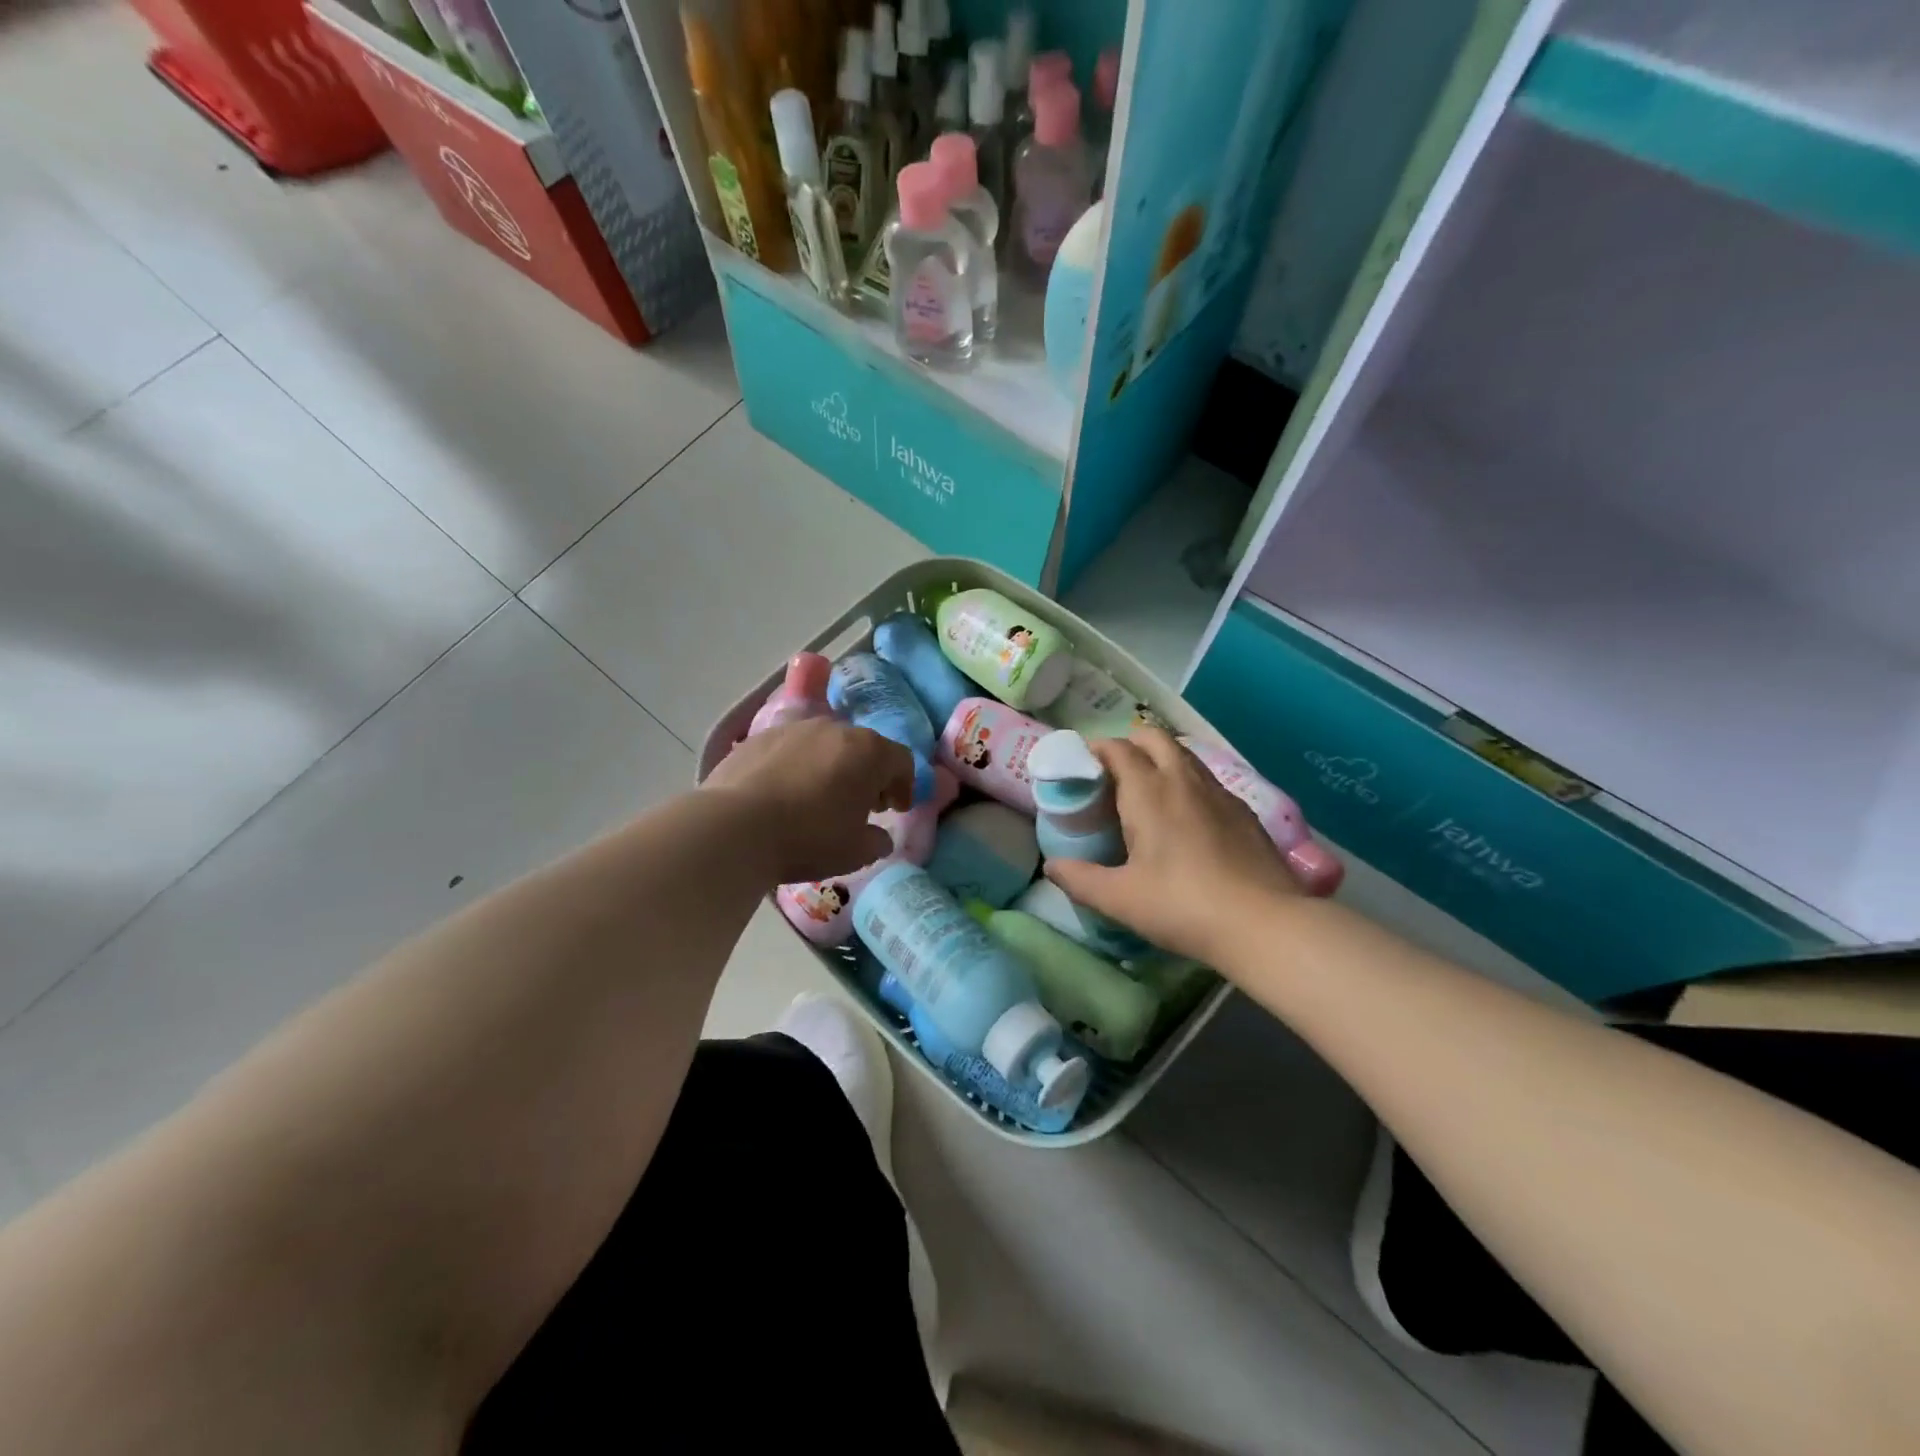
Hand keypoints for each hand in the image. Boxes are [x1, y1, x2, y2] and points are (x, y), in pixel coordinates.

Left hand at [705, 718, 915, 885]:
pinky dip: (797, 765)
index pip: (902, 760)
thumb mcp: (855, 851)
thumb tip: (880, 837)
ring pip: (826, 743)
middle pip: (864, 747)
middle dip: (869, 773)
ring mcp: (795, 728)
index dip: (905, 785)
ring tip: (820, 796)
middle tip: (863, 803)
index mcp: (869, 751)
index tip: (898, 809)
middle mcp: (835, 728)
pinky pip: (791, 749)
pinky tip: (784, 792)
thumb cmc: (809, 837)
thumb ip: (876, 841)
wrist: (735, 827)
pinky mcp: (759, 736)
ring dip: (832, 765)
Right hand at [1044, 726, 1299, 965]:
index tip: (1081, 767)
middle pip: (1154, 737)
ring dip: (1161, 760)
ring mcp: (1219, 792)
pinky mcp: (1244, 811)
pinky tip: (1186, 818)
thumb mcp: (1120, 899)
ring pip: (1184, 756)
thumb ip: (1080, 879)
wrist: (1264, 924)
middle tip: (1112, 774)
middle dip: (1130, 744)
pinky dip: (1187, 783)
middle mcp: (1183, 779)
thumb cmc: (1182, 905)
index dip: (1096, 750)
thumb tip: (1051, 867)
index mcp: (1148, 791)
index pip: (1117, 748)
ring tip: (1146, 792)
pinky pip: (1207, 781)